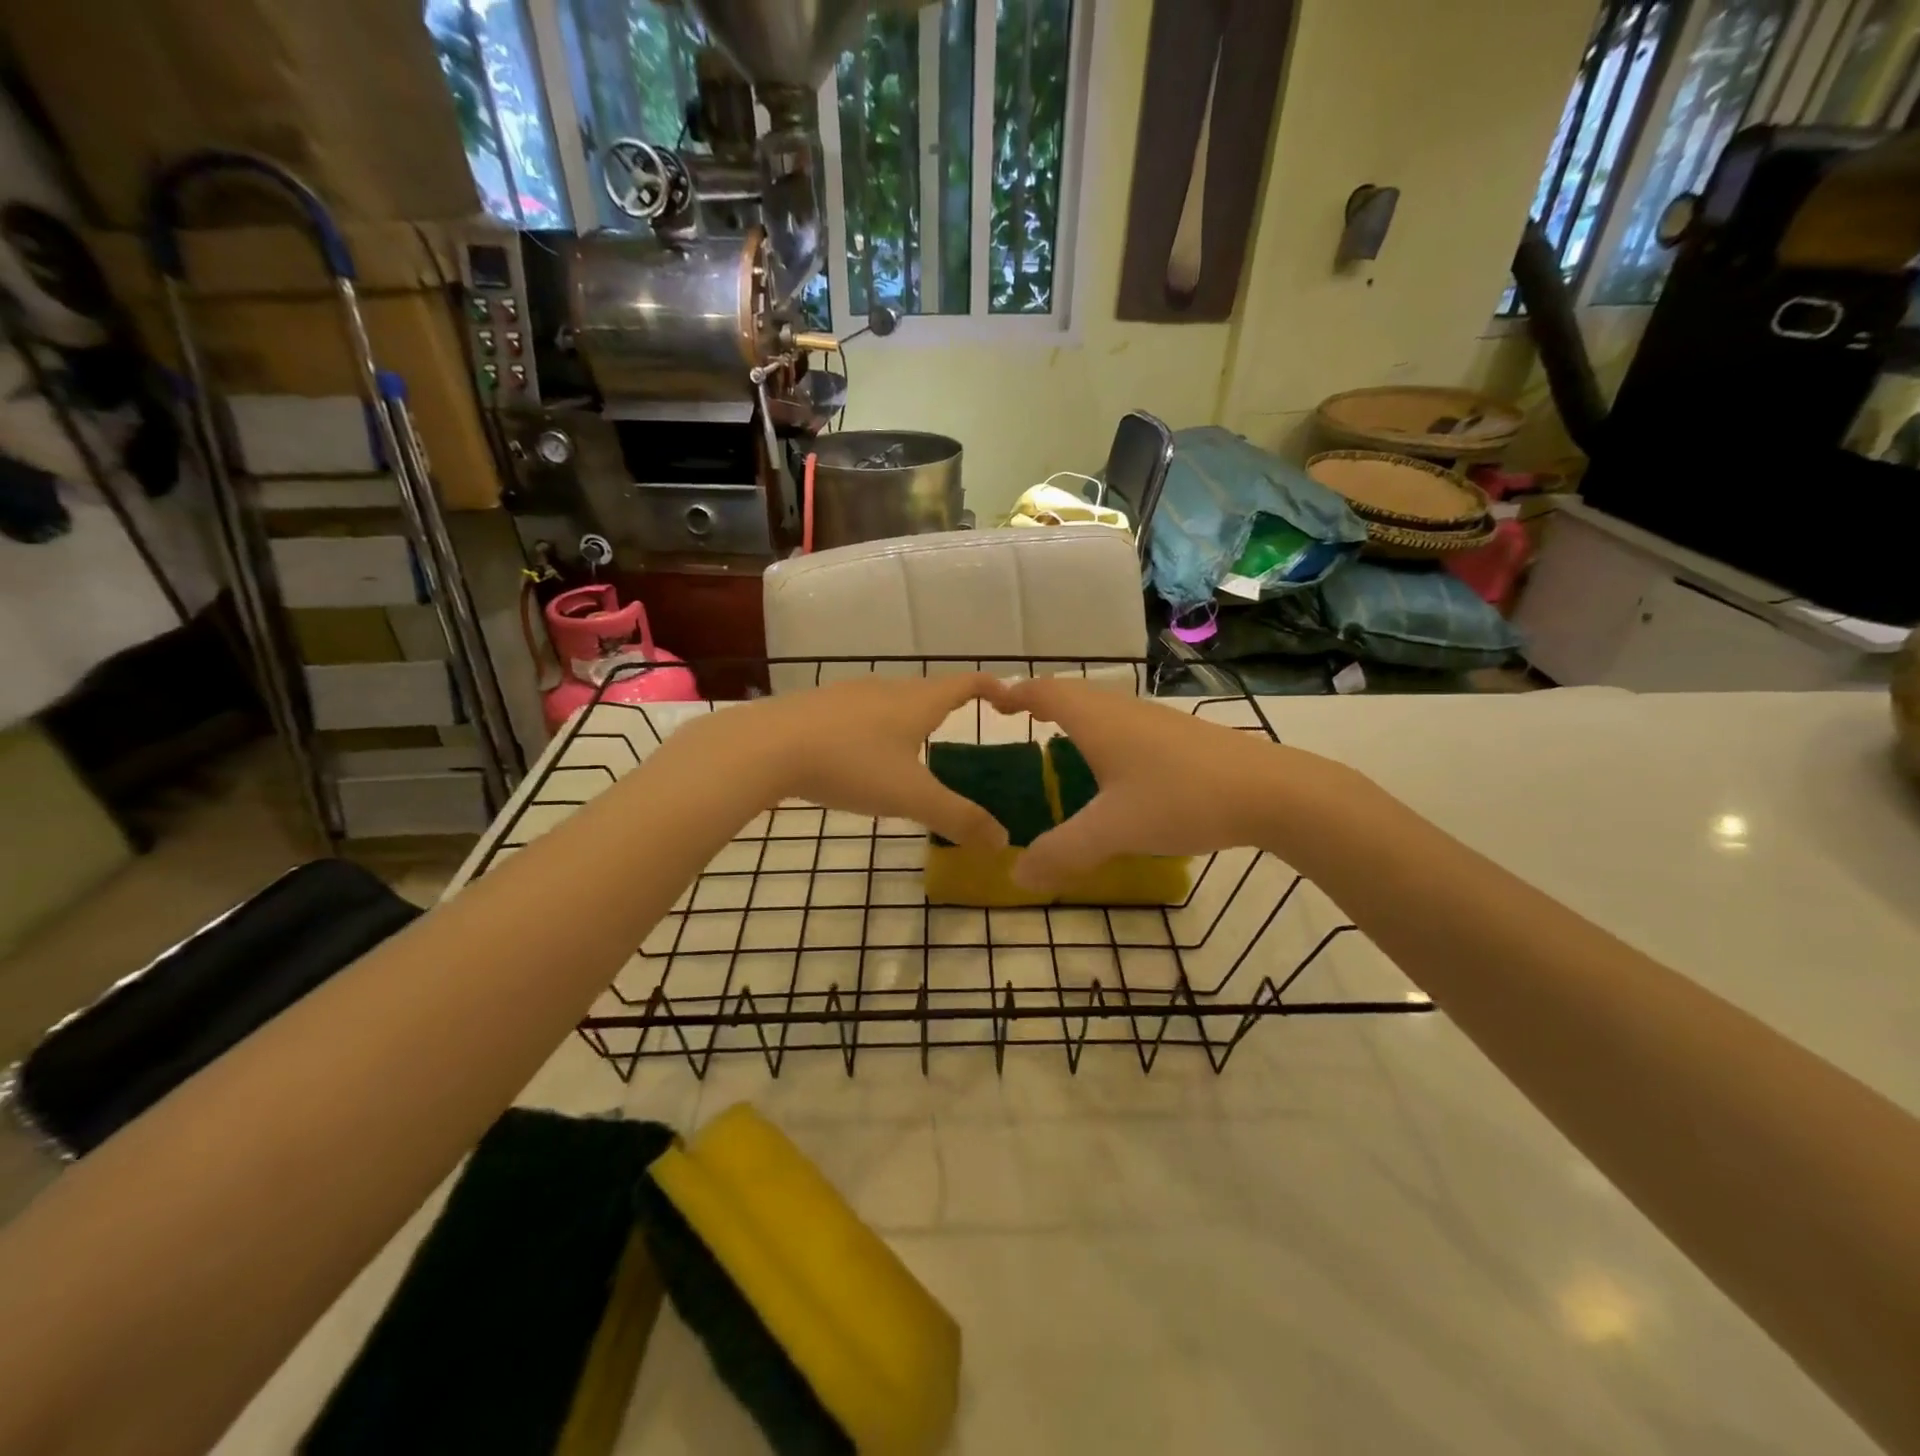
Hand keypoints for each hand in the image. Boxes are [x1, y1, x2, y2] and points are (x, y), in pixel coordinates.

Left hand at [677, 674, 1009, 848]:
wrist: (767, 746)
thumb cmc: (851, 764)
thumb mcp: (911, 797)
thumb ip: (959, 818)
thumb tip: (1003, 841)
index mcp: (918, 701)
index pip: (967, 683)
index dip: (993, 689)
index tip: (1010, 702)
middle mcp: (887, 688)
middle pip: (929, 690)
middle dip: (949, 707)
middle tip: (961, 734)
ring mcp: (848, 694)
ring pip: (891, 701)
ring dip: (909, 718)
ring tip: (913, 749)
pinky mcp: (817, 707)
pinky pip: (859, 713)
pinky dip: (874, 728)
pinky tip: (859, 756)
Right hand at [985, 676, 1347, 889]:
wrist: (1271, 791)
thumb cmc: (1182, 798)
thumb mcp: (1113, 830)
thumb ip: (1061, 852)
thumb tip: (1015, 876)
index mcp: (1097, 720)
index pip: (1045, 692)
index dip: (1015, 694)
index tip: (991, 701)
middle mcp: (1123, 710)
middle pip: (1073, 693)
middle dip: (1041, 702)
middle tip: (1018, 719)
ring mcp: (1155, 720)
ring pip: (1102, 708)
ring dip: (1074, 716)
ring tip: (1057, 740)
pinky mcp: (1180, 736)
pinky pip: (1125, 724)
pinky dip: (1102, 733)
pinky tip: (1112, 766)